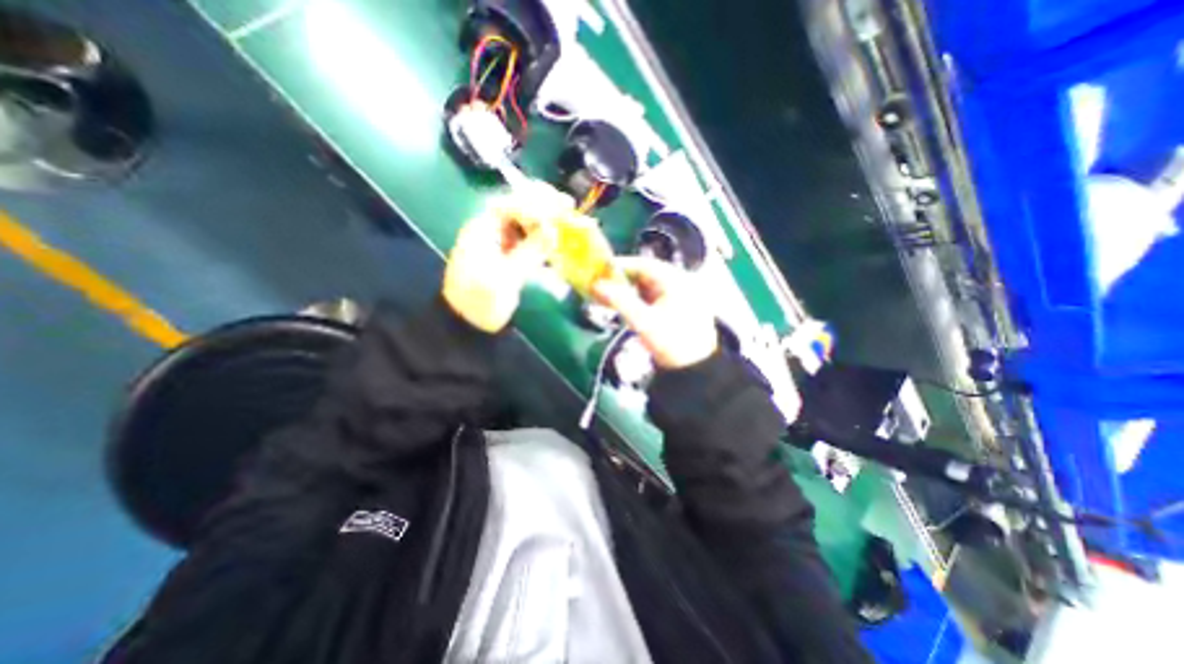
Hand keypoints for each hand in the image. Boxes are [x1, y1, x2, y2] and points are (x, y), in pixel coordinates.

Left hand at [443, 184, 572, 330]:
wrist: (469, 322)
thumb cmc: (481, 300)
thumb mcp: (504, 277)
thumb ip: (529, 252)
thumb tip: (553, 231)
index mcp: (483, 230)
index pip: (510, 204)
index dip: (536, 202)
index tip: (559, 206)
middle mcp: (492, 230)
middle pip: (519, 207)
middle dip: (543, 204)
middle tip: (567, 205)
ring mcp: (502, 243)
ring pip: (526, 221)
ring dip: (546, 218)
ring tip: (568, 218)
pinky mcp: (511, 257)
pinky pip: (529, 239)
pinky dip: (544, 237)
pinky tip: (558, 239)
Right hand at [589, 257, 715, 370]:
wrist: (696, 369)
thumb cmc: (672, 343)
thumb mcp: (643, 322)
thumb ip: (619, 301)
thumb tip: (596, 285)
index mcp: (675, 280)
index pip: (642, 264)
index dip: (619, 266)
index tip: (598, 271)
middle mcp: (679, 282)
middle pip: (644, 274)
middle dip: (621, 280)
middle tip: (600, 287)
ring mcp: (679, 295)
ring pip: (647, 286)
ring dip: (628, 291)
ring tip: (608, 298)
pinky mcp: (677, 308)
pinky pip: (653, 298)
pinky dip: (638, 300)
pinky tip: (625, 307)